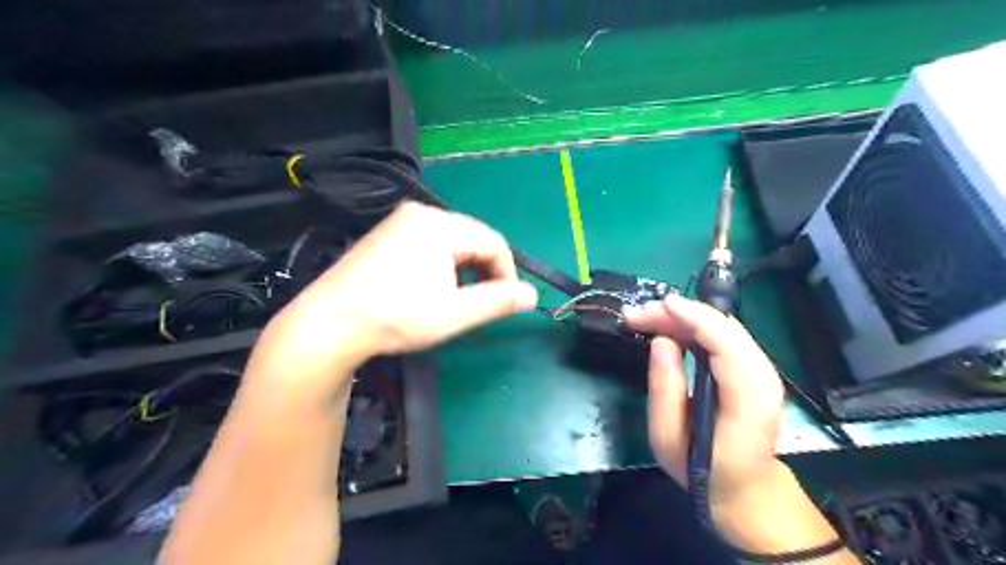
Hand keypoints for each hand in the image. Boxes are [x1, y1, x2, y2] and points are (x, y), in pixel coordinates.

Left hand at [247, 203, 538, 397]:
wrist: (330, 324)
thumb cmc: (396, 317)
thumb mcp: (455, 313)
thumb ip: (498, 301)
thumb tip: (533, 295)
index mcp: (439, 225)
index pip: (493, 241)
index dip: (507, 272)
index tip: (505, 302)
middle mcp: (420, 213)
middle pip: (472, 237)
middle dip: (484, 270)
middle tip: (480, 303)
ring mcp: (399, 221)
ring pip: (451, 241)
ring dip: (464, 268)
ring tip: (457, 298)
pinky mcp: (385, 234)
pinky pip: (429, 242)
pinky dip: (442, 264)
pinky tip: (433, 287)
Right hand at [627, 297, 789, 514]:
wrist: (745, 490)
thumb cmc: (702, 470)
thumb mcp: (668, 439)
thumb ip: (664, 389)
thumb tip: (661, 342)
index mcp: (748, 399)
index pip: (726, 343)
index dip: (693, 317)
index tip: (659, 305)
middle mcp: (763, 378)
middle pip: (724, 327)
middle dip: (679, 313)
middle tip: (638, 315)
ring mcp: (762, 371)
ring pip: (723, 327)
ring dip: (684, 317)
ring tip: (646, 318)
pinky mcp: (753, 369)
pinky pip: (723, 336)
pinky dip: (694, 326)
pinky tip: (669, 328)